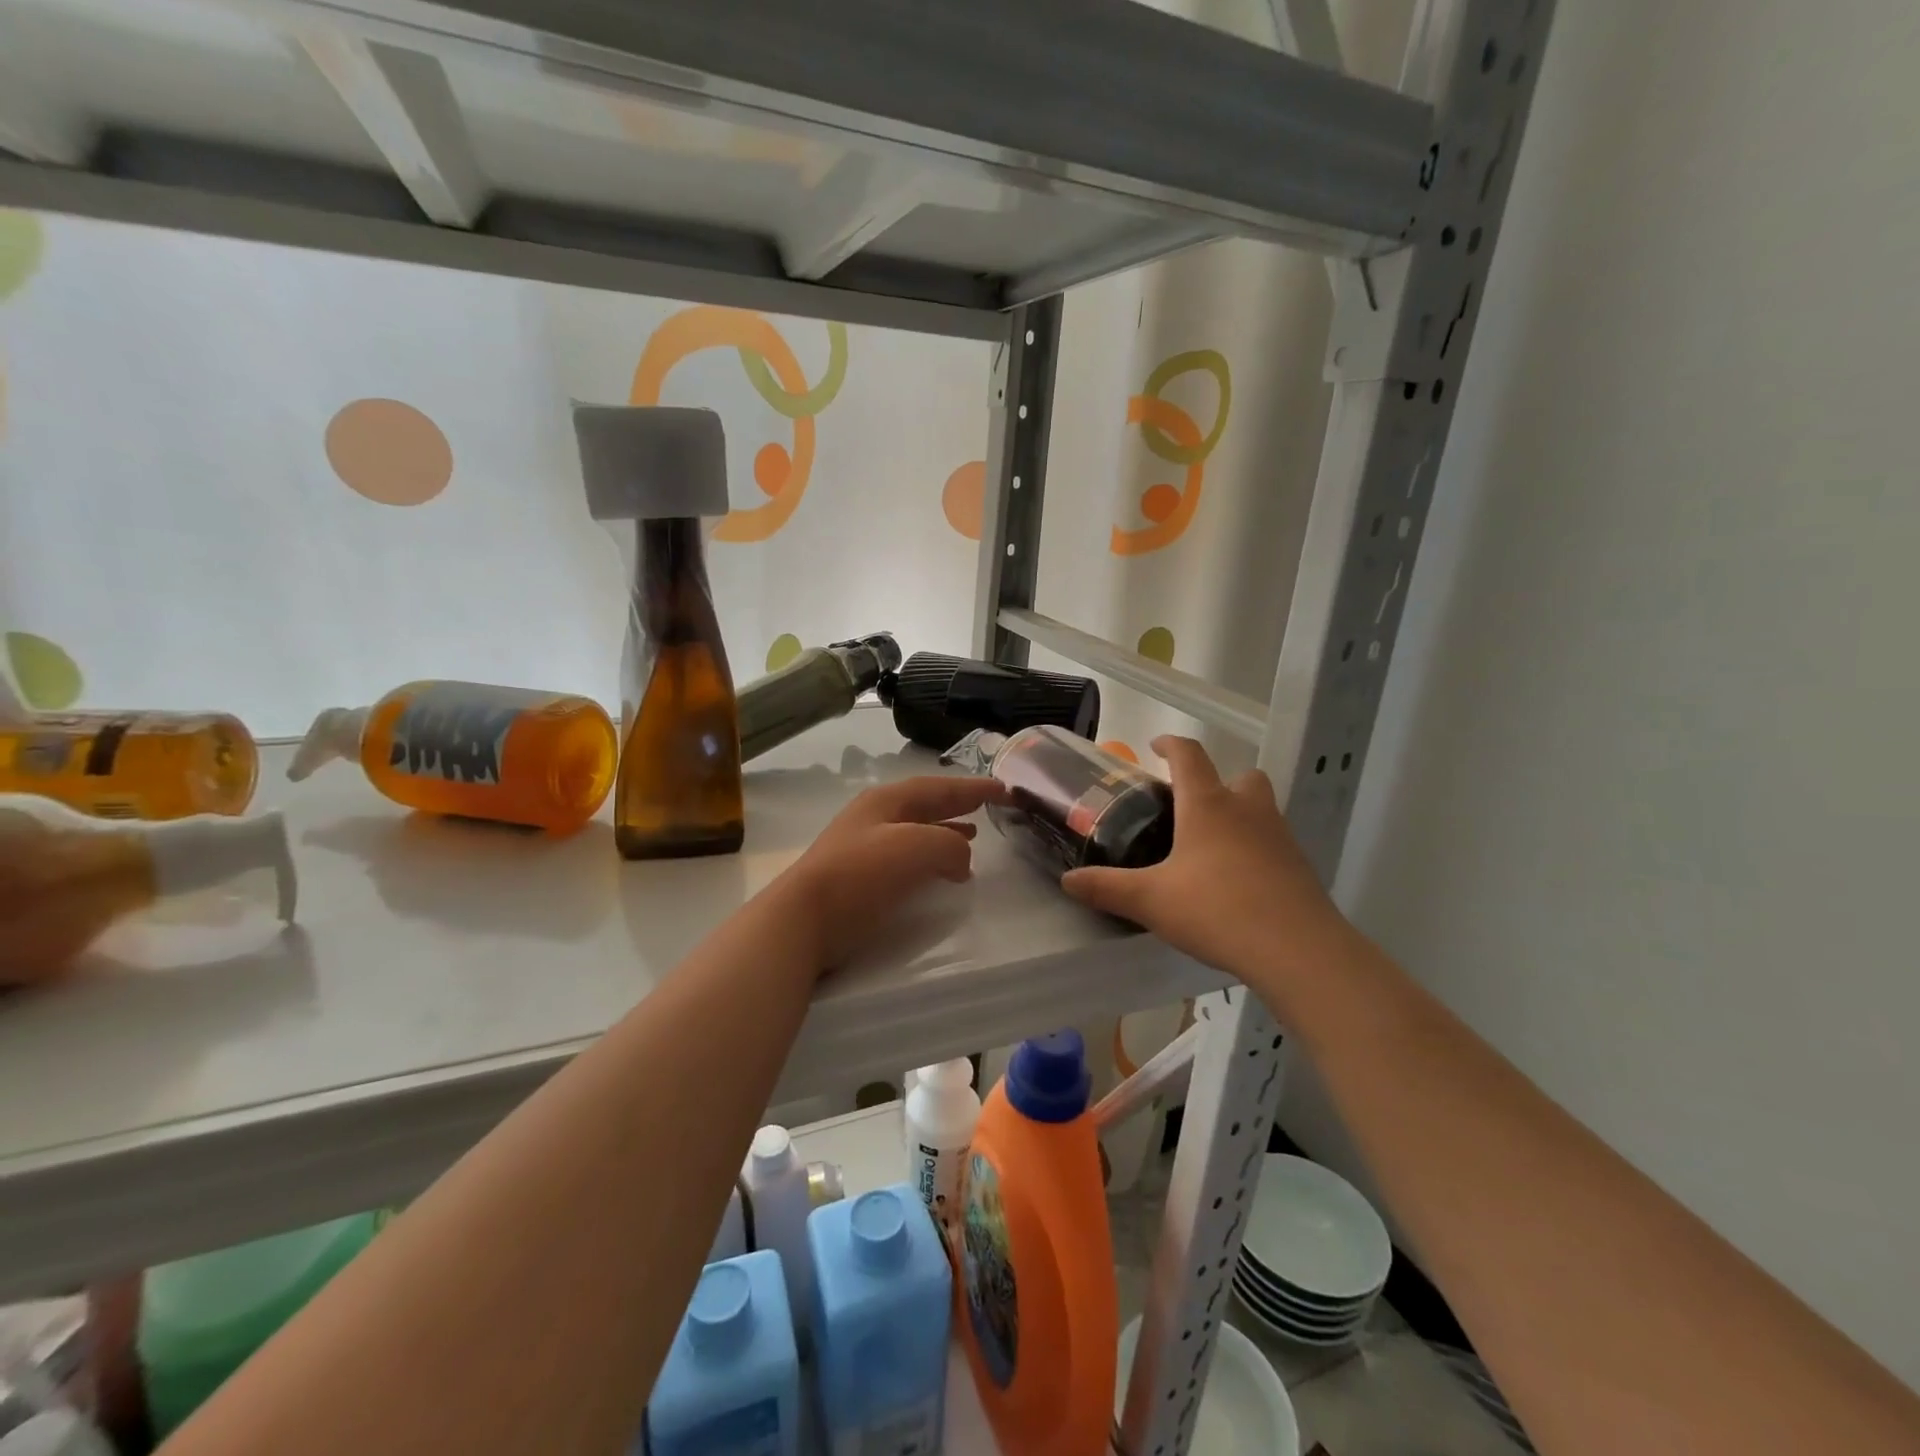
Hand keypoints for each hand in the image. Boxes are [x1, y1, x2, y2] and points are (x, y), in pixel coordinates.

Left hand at [776, 774, 1006, 968]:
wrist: (803, 920)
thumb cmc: (860, 875)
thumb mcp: (916, 848)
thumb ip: (949, 845)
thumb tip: (961, 859)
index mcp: (887, 801)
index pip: (939, 787)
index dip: (973, 787)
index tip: (1005, 789)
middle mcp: (875, 817)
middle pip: (926, 805)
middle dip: (958, 805)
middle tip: (990, 808)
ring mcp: (864, 847)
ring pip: (917, 831)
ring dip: (946, 832)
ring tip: (973, 839)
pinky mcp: (860, 879)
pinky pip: (907, 858)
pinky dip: (931, 859)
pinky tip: (941, 874)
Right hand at [1061, 737, 1351, 1002]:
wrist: (1298, 950)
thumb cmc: (1217, 910)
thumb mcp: (1151, 901)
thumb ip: (1107, 887)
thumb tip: (1067, 880)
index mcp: (1207, 805)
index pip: (1189, 755)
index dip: (1170, 745)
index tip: (1155, 747)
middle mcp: (1247, 810)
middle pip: (1238, 776)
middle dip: (1215, 782)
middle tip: (1190, 806)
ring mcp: (1279, 836)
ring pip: (1260, 808)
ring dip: (1238, 814)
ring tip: (1211, 847)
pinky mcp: (1299, 865)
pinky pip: (1273, 842)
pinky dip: (1255, 848)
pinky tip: (1237, 881)